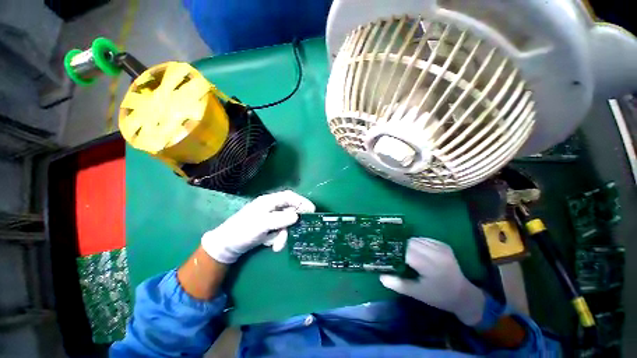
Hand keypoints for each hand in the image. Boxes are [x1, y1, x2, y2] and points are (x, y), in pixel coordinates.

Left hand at [201, 190, 314, 263]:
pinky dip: (277, 238)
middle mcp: (271, 207)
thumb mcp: (261, 224)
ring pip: (286, 223)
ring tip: (276, 246)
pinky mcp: (269, 227)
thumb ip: (280, 219)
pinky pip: (280, 231)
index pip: (289, 197)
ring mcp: (270, 218)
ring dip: (283, 235)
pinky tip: (271, 244)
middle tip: (293, 233)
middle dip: (291, 225)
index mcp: (269, 201)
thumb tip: (297, 216)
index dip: (302, 201)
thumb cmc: (242, 230)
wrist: (227, 246)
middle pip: (289, 211)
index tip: (312, 210)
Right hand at [380, 238, 485, 325]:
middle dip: (400, 246)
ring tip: (403, 252)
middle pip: (410, 242)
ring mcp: (441, 247)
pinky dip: (417, 243)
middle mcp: (435, 253)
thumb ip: (398, 284)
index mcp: (429, 265)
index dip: (394, 251)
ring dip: (407, 244)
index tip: (385, 253)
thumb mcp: (417, 294)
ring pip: (416, 239)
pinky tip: (416, 251)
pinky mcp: (443, 245)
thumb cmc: (439, 297)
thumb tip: (381, 277)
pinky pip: (424, 239)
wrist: (464, 295)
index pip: (405, 251)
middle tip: (393, 253)